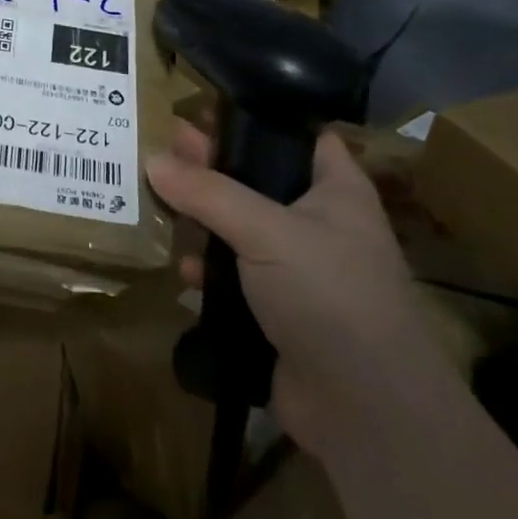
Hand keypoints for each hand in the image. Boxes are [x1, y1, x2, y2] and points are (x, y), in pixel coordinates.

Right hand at [146, 122, 440, 449]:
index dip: (256, 119)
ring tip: (159, 203)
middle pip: (259, 180)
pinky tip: (181, 269)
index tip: (205, 111)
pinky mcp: (277, 311)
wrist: (364, 407)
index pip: (301, 136)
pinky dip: (207, 271)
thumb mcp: (266, 231)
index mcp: (336, 191)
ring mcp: (298, 270)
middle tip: (166, 150)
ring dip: (203, 222)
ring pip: (241, 230)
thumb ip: (208, 193)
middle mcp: (320, 224)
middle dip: (213, 168)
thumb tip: (153, 160)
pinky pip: (233, 278)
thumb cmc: (328, 294)